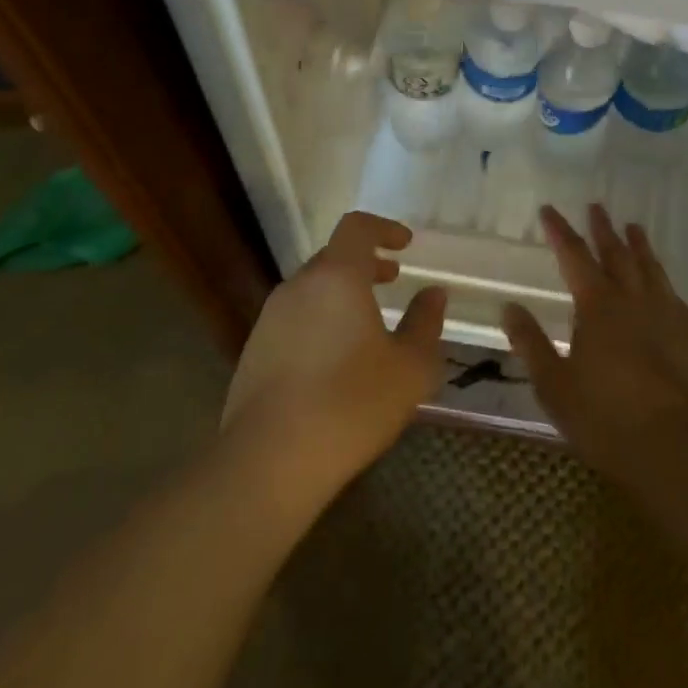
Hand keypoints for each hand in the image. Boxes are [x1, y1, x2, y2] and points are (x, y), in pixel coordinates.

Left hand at [221, 212, 445, 506]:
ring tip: (367, 324)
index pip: (357, 227)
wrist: (270, 460)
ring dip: (342, 294)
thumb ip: (425, 323)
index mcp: (337, 277)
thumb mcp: (409, 367)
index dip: (384, 228)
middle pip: (333, 257)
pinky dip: (320, 320)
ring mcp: (270, 318)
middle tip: (392, 280)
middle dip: (365, 263)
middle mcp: (298, 286)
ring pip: (312, 289)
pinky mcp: (254, 351)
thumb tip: (433, 293)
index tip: (405, 244)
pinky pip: (295, 319)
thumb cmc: (351, 404)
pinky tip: (335, 360)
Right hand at [503, 204, 687, 483]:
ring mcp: (666, 314)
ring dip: (639, 245)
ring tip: (634, 227)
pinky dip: (663, 280)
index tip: (549, 210)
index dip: (560, 231)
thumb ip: (531, 343)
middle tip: (596, 207)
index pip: (574, 256)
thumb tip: (509, 307)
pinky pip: (674, 295)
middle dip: (603, 229)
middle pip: (616, 253)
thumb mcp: (553, 384)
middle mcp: (633, 299)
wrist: (675, 447)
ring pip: (650, 268)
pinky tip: (665, 285)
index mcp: (597, 305)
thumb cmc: (604, 417)